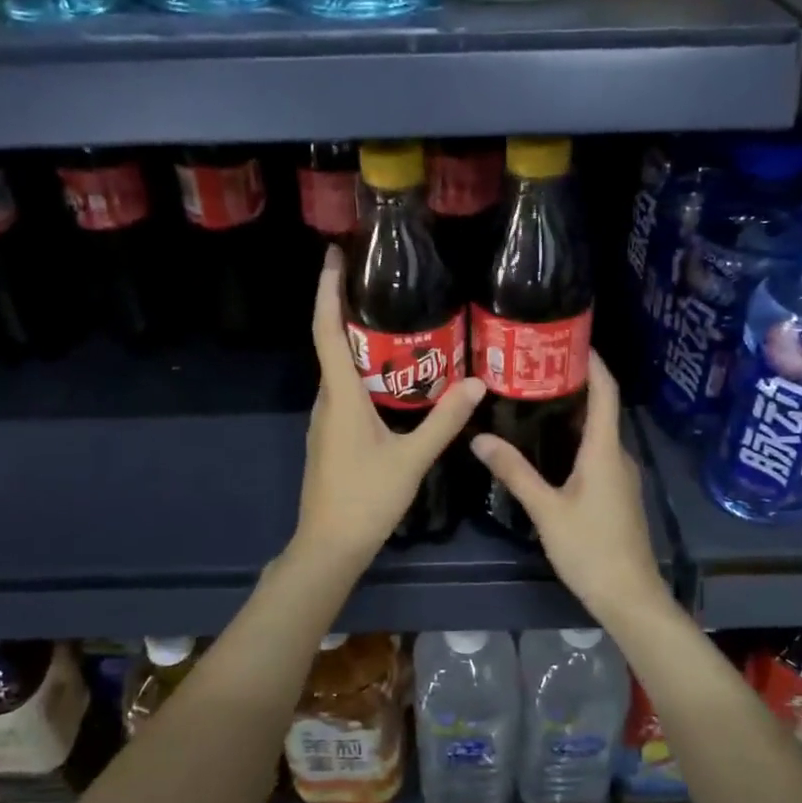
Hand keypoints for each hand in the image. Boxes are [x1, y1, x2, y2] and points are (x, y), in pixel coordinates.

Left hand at [293, 247, 485, 570]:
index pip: (327, 331)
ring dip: (356, 340)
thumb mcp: (412, 459)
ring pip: (338, 368)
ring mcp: (325, 419)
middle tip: (377, 280)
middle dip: (346, 307)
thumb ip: (445, 420)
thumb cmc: (366, 499)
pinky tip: (390, 375)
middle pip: (331, 343)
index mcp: (341, 396)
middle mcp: (326, 400)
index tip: (333, 256)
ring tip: (391, 318)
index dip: (326, 291)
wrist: (329, 546)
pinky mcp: (330, 435)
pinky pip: (344, 389)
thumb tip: (476, 383)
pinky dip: (361, 370)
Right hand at [471, 353, 666, 622]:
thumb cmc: (591, 549)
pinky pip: (597, 453)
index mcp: (604, 451)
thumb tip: (480, 439)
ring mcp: (621, 476)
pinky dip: (575, 439)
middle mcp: (618, 456)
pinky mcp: (617, 494)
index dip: (593, 363)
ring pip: (597, 433)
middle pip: (601, 408)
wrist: (629, 597)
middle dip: (573, 384)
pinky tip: (548, 446)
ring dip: (572, 413)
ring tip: (534, 400)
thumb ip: (515, 472)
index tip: (570, 339)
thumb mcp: (546, 510)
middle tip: (534, 369)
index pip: (605, 392)